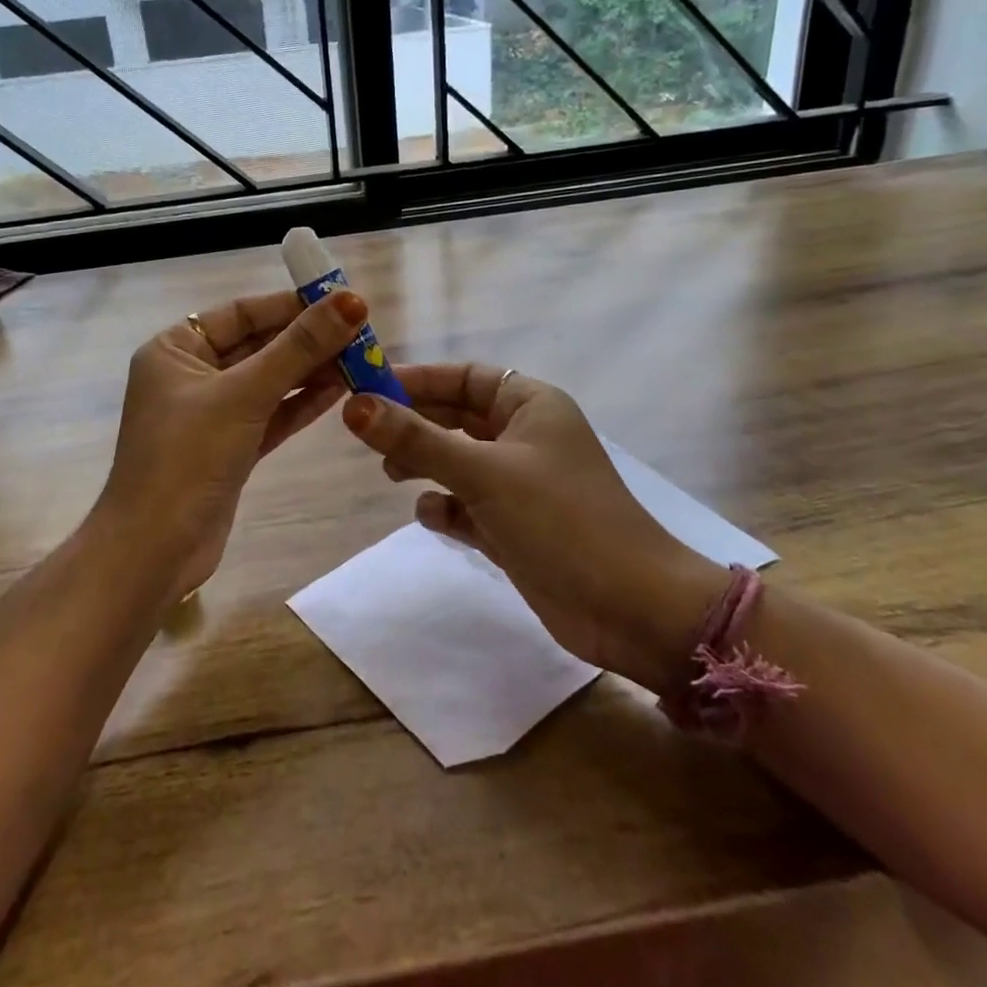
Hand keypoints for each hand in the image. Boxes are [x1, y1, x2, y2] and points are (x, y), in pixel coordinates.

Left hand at [92, 288, 365, 601]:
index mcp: (175, 349)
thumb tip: (352, 301)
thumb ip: (299, 347)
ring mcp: (211, 414)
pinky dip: (301, 403)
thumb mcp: (244, 395)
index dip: (291, 305)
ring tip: (362, 359)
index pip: (241, 312)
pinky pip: (270, 414)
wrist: (154, 552)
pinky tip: (340, 390)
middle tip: (362, 333)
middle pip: (258, 345)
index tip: (342, 302)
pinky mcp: (229, 448)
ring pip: (268, 381)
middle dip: (307, 340)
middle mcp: (190, 375)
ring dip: (311, 371)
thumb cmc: (188, 458)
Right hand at [342, 365, 725, 689]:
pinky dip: (447, 507)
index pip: (464, 377)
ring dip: (425, 464)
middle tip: (367, 434)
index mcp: (530, 405)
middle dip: (415, 424)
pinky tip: (434, 517)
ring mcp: (521, 485)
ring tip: (392, 474)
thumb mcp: (484, 472)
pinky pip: (468, 505)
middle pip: (456, 417)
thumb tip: (355, 406)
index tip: (368, 389)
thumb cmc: (561, 520)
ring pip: (458, 461)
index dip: (417, 380)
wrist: (632, 609)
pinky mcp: (515, 528)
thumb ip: (417, 439)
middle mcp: (525, 438)